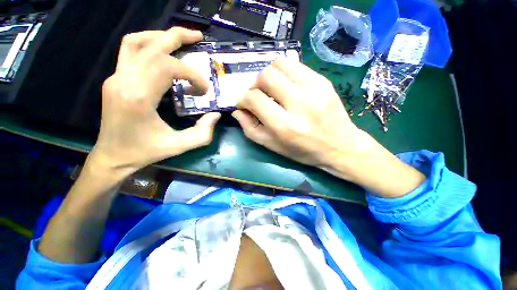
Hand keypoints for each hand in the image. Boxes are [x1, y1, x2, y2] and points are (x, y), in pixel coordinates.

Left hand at [89, 27, 219, 178]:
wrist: (112, 156)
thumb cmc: (145, 152)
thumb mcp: (180, 146)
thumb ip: (203, 133)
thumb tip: (216, 114)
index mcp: (138, 97)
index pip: (167, 67)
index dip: (192, 74)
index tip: (203, 90)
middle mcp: (123, 80)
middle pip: (152, 46)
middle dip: (178, 38)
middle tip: (199, 38)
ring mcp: (115, 77)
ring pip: (136, 42)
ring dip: (161, 36)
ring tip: (181, 38)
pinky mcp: (114, 79)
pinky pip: (129, 51)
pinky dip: (148, 43)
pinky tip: (162, 50)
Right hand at [233, 57, 424, 196]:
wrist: (341, 146)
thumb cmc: (304, 151)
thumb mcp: (274, 147)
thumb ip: (251, 129)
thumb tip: (237, 111)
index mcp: (285, 126)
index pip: (255, 99)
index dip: (243, 99)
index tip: (243, 104)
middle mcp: (299, 104)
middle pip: (266, 76)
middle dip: (255, 85)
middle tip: (258, 95)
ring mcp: (314, 88)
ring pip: (280, 64)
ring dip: (269, 75)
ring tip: (271, 88)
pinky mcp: (323, 81)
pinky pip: (296, 65)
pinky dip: (284, 72)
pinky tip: (286, 85)